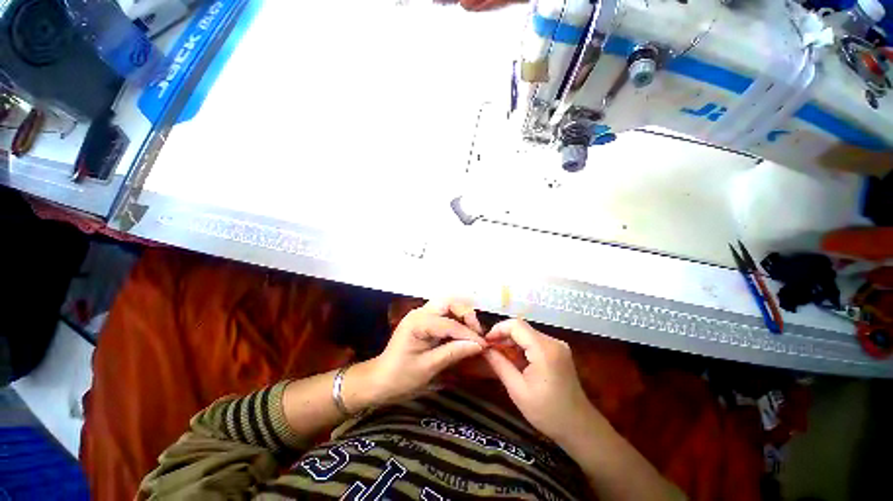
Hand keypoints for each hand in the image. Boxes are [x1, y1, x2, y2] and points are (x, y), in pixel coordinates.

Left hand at [348, 300, 486, 409]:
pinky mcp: (424, 320)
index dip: (467, 333)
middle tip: (477, 332)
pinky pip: (444, 314)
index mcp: (417, 323)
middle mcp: (419, 312)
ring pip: (447, 305)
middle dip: (465, 314)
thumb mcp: (428, 367)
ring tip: (473, 332)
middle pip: (448, 302)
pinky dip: (456, 320)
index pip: (448, 323)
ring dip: (462, 315)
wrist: (380, 380)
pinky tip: (463, 332)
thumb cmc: (401, 377)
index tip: (483, 345)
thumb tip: (479, 345)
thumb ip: (453, 352)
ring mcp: (421, 314)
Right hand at [483, 319, 597, 443]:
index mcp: (544, 350)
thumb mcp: (517, 390)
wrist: (579, 428)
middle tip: (489, 349)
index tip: (485, 342)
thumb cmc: (547, 412)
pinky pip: (535, 341)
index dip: (498, 329)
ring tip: (498, 354)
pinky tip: (514, 359)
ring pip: (527, 333)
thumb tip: (484, 348)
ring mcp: (558, 345)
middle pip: (522, 328)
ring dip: (511, 341)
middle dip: (503, 336)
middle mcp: (553, 342)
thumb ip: (499, 364)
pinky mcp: (558, 351)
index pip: (516, 325)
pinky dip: (521, 346)